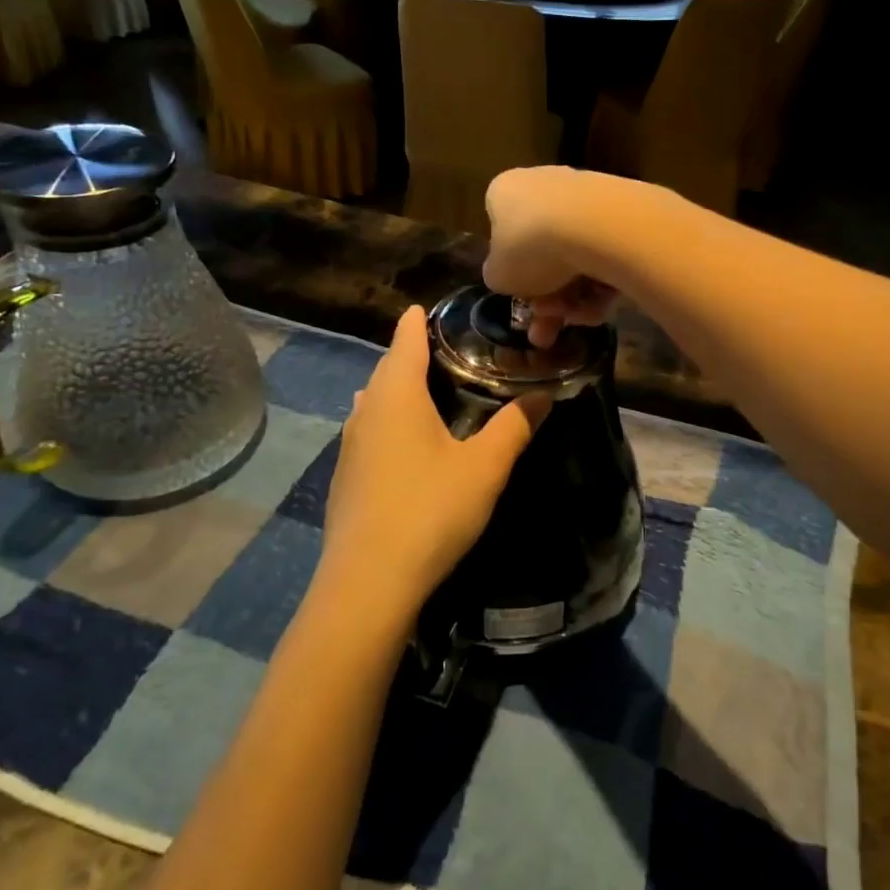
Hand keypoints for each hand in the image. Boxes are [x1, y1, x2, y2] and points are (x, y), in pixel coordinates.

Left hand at [312, 306, 547, 632]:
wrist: (369, 581)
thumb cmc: (431, 509)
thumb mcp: (484, 467)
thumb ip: (514, 427)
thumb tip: (543, 395)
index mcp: (397, 396)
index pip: (405, 341)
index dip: (416, 322)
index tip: (426, 307)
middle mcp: (367, 412)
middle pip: (386, 369)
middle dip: (408, 354)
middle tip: (441, 349)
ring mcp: (350, 447)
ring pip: (373, 402)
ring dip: (395, 389)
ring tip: (423, 388)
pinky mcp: (346, 479)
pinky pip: (368, 431)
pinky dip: (387, 421)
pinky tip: (402, 441)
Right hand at [484, 167, 620, 347]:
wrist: (599, 226)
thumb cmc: (531, 247)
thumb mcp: (498, 276)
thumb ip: (499, 276)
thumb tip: (508, 276)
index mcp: (506, 192)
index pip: (501, 229)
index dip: (510, 270)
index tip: (519, 298)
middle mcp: (545, 185)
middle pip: (543, 252)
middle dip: (545, 299)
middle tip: (544, 335)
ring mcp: (587, 198)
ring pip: (575, 259)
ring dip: (572, 299)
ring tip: (576, 320)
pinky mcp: (623, 214)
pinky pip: (605, 256)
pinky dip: (601, 285)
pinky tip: (601, 308)